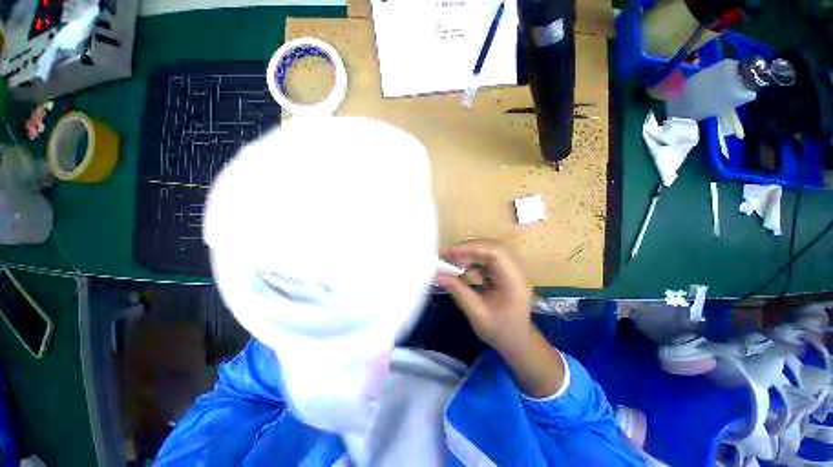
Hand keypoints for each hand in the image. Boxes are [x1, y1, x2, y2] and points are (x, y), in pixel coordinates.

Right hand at [437, 239, 533, 354]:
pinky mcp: (507, 271)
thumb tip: (438, 274)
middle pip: (493, 247)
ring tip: (452, 258)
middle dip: (469, 248)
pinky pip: (490, 257)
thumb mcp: (477, 314)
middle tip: (448, 254)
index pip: (496, 253)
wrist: (518, 341)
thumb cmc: (499, 331)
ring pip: (491, 250)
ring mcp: (514, 270)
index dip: (472, 248)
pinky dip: (474, 258)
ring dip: (470, 252)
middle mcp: (517, 271)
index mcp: (514, 282)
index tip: (451, 252)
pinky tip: (463, 265)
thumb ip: (458, 292)